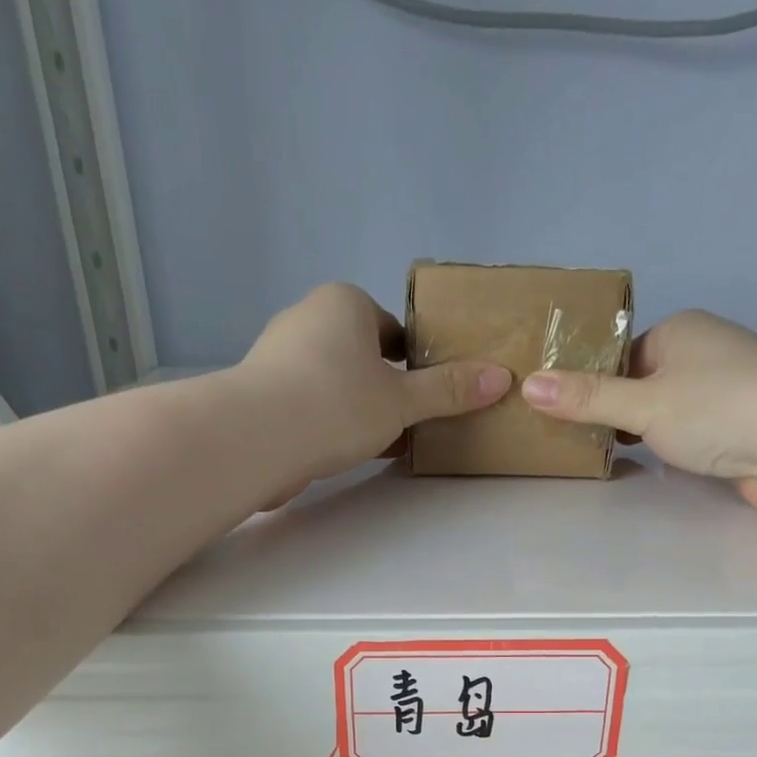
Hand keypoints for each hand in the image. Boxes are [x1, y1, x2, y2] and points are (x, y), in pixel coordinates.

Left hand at [237, 283, 510, 505]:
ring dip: (360, 410)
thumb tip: (500, 378)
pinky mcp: (262, 396)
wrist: (256, 438)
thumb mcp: (403, 400)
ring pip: (335, 382)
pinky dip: (331, 424)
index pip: (391, 328)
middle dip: (387, 388)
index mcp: (344, 304)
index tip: (428, 393)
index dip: (415, 360)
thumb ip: (448, 391)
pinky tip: (347, 452)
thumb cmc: (337, 403)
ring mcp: (279, 358)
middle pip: (362, 355)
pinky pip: (310, 405)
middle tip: (411, 422)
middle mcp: (307, 319)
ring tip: (384, 443)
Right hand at [519, 311, 756, 521]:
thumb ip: (587, 398)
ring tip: (607, 460)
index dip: (594, 384)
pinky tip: (654, 470)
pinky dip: (672, 452)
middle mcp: (706, 355)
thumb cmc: (718, 408)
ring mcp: (728, 394)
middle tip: (578, 443)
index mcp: (682, 331)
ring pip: (669, 414)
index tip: (566, 417)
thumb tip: (528, 384)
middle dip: (617, 413)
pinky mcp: (742, 432)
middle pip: (644, 385)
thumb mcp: (641, 402)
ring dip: (646, 436)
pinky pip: (692, 438)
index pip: (623, 356)